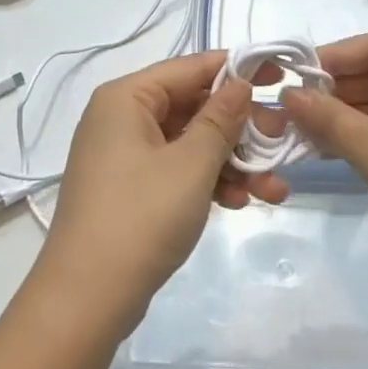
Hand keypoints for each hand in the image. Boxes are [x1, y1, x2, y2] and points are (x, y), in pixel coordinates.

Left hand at [34, 51, 289, 342]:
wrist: (86, 301)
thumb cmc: (141, 217)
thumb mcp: (191, 164)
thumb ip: (220, 119)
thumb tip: (240, 83)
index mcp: (126, 98)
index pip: (189, 67)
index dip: (236, 68)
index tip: (278, 76)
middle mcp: (121, 118)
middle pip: (192, 106)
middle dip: (240, 127)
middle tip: (281, 141)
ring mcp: (124, 155)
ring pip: (189, 143)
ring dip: (232, 161)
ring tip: (273, 187)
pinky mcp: (130, 189)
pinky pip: (177, 170)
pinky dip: (208, 181)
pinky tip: (243, 201)